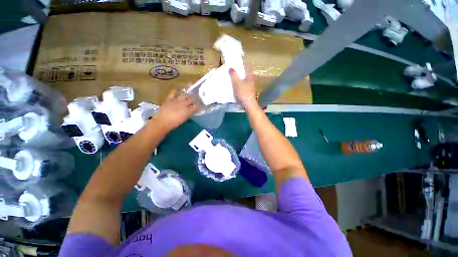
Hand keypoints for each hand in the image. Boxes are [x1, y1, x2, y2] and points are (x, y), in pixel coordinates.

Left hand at [153, 90, 200, 130]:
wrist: (162, 121)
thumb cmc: (174, 123)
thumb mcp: (184, 119)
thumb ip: (189, 114)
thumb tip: (193, 110)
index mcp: (188, 110)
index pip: (196, 107)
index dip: (200, 106)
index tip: (203, 105)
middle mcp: (184, 104)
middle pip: (192, 100)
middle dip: (196, 98)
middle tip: (199, 97)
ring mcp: (177, 100)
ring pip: (185, 95)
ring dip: (189, 94)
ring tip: (192, 91)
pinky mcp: (170, 99)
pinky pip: (174, 92)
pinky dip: (177, 90)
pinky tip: (179, 87)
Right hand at [229, 68, 256, 104]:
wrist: (248, 105)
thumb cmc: (243, 92)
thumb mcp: (236, 82)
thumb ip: (233, 75)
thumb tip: (231, 68)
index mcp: (250, 76)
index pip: (245, 69)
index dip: (239, 69)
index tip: (233, 69)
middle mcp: (252, 82)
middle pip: (244, 77)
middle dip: (238, 77)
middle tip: (231, 77)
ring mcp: (251, 89)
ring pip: (244, 84)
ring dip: (239, 84)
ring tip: (232, 84)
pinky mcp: (249, 94)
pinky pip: (243, 89)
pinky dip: (240, 89)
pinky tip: (235, 91)